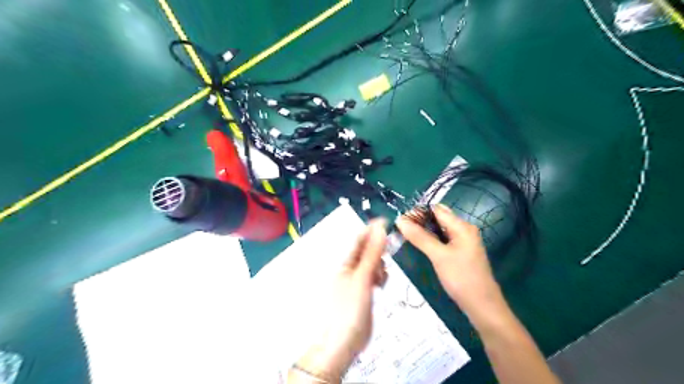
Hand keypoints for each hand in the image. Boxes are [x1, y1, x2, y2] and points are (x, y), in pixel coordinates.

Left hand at [292, 217, 389, 382]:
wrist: (342, 343)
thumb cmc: (348, 309)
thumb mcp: (362, 278)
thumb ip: (372, 254)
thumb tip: (380, 228)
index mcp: (344, 262)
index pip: (359, 239)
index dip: (372, 229)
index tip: (388, 222)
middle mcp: (349, 268)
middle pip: (367, 251)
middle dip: (378, 252)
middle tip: (385, 259)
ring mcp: (356, 280)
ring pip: (372, 264)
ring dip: (379, 266)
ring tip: (380, 279)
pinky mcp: (363, 291)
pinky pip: (373, 277)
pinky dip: (379, 277)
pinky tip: (380, 285)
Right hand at [396, 206, 501, 318]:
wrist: (483, 306)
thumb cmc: (461, 278)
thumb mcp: (438, 256)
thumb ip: (419, 237)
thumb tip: (400, 220)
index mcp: (462, 226)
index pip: (436, 209)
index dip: (418, 212)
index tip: (400, 220)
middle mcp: (464, 230)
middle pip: (438, 218)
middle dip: (419, 220)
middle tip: (401, 229)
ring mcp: (463, 242)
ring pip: (440, 229)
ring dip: (424, 230)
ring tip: (405, 235)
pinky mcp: (460, 253)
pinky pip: (443, 240)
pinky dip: (430, 239)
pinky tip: (419, 245)